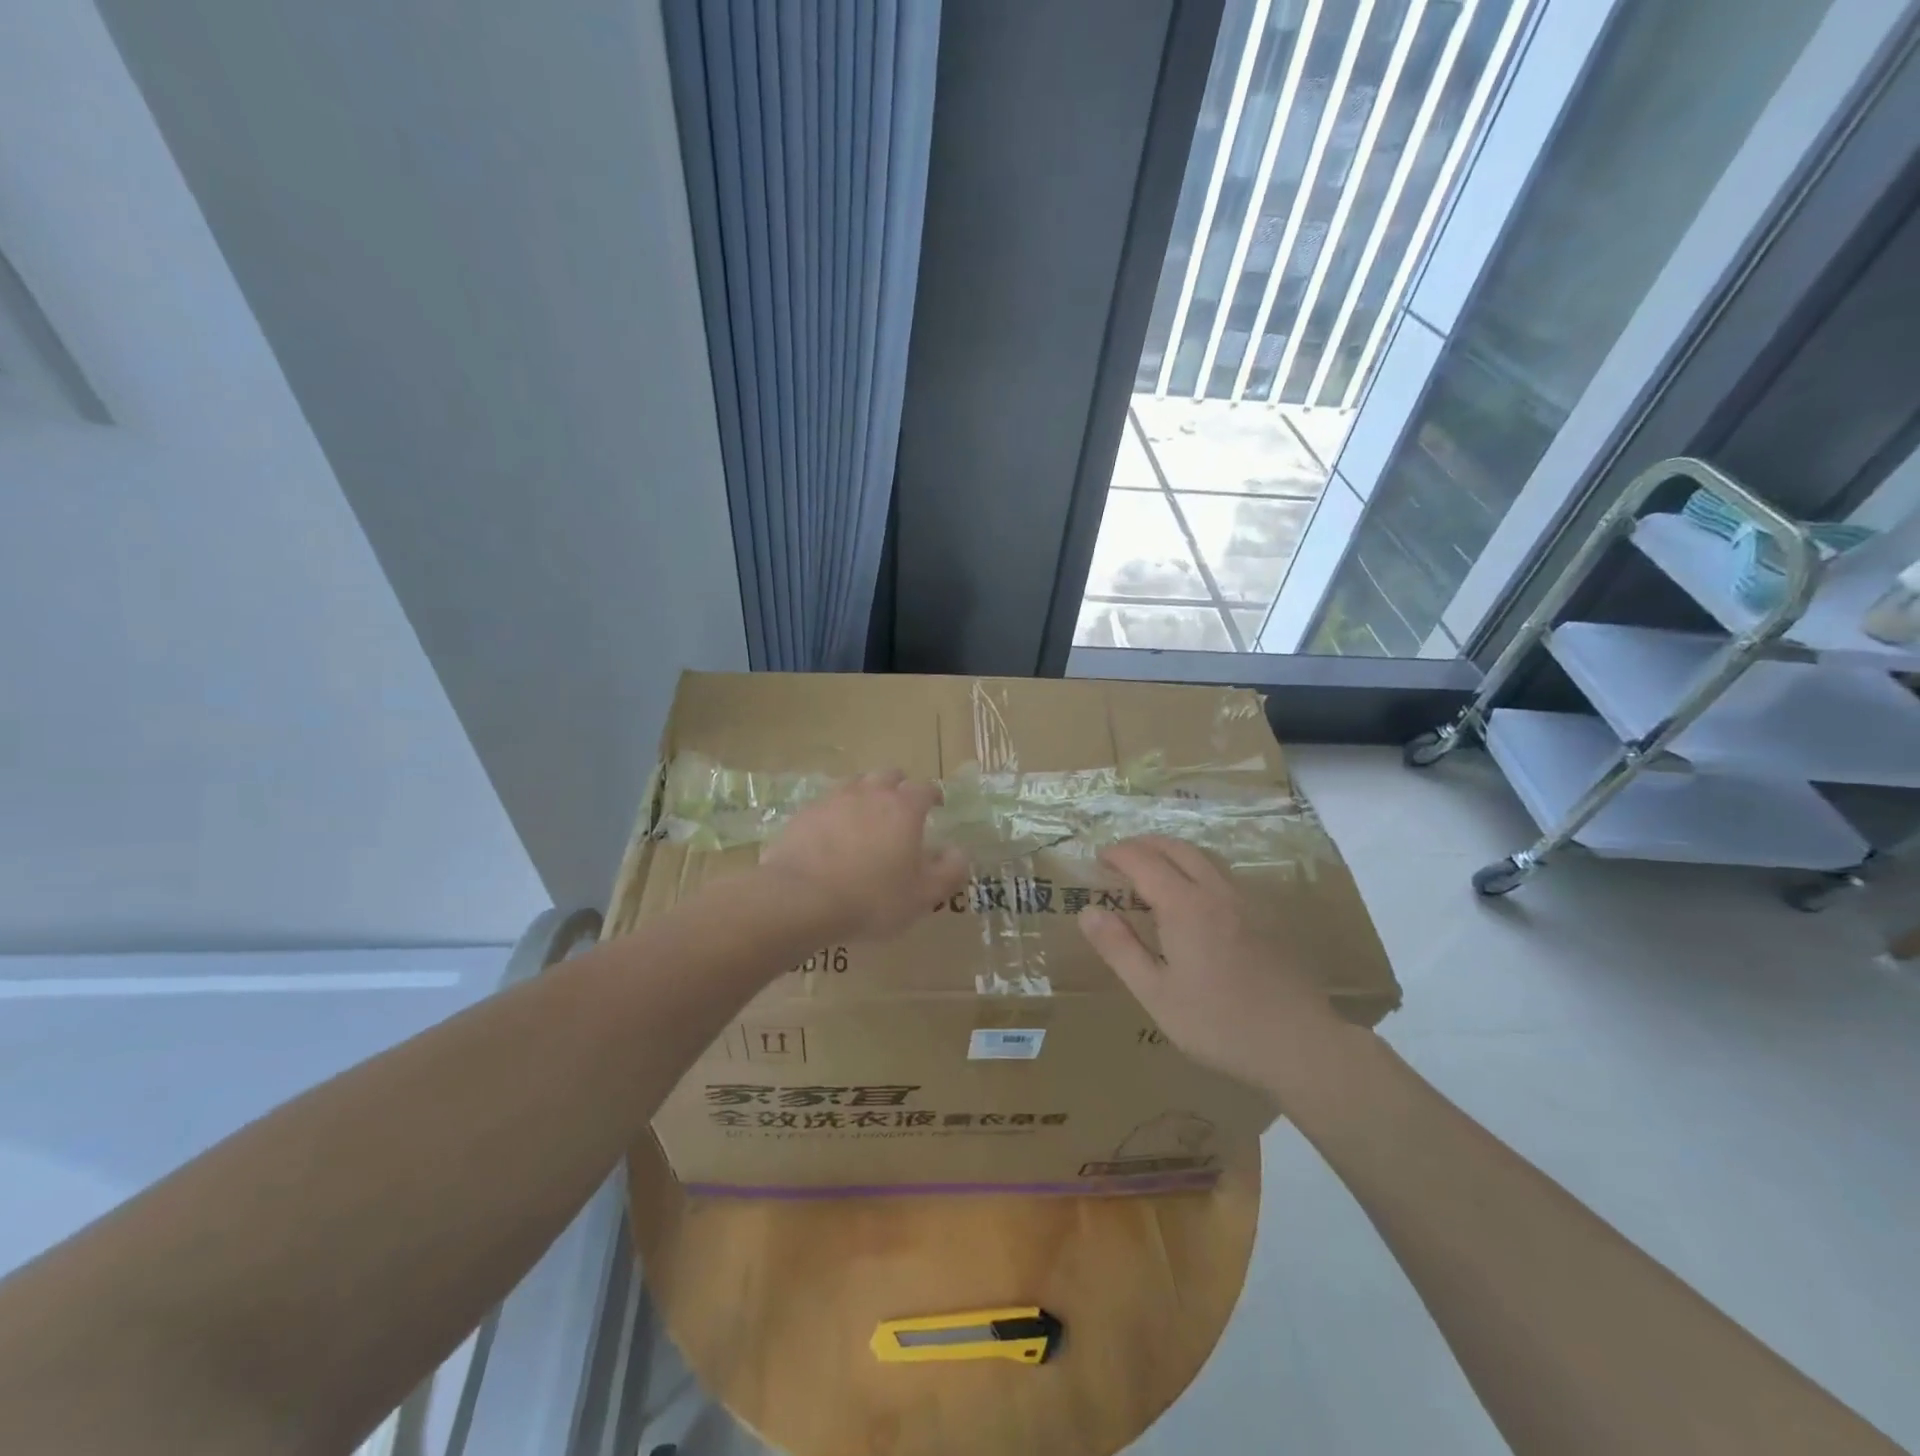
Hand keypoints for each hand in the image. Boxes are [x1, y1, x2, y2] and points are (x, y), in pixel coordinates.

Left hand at [757, 771, 968, 941]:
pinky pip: (827, 803)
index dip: (933, 795)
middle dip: (899, 786)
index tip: (937, 805)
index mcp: (904, 808)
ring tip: (866, 816)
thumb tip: (958, 852)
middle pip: (888, 775)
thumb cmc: (872, 898)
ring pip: (856, 783)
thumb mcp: (922, 895)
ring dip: (866, 793)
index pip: (925, 788)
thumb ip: (948, 871)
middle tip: (901, 807)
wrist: (801, 898)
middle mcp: (870, 793)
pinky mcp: (804, 813)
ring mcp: (834, 799)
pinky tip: (832, 833)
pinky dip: (836, 812)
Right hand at [1078, 835, 1349, 1091]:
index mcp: (1185, 906)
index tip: (1098, 859)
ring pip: (1205, 857)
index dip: (1118, 854)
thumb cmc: (1219, 1024)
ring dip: (1173, 853)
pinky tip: (1197, 897)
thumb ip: (1120, 949)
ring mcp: (1248, 901)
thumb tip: (1088, 911)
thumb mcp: (1156, 994)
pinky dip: (1199, 869)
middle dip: (1145, 844)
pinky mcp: (1268, 916)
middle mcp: (1217, 891)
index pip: (1143, 861)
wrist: (1301, 1044)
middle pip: (1177, 848)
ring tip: (1154, 869)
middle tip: (1122, 856)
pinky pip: (1225, 875)